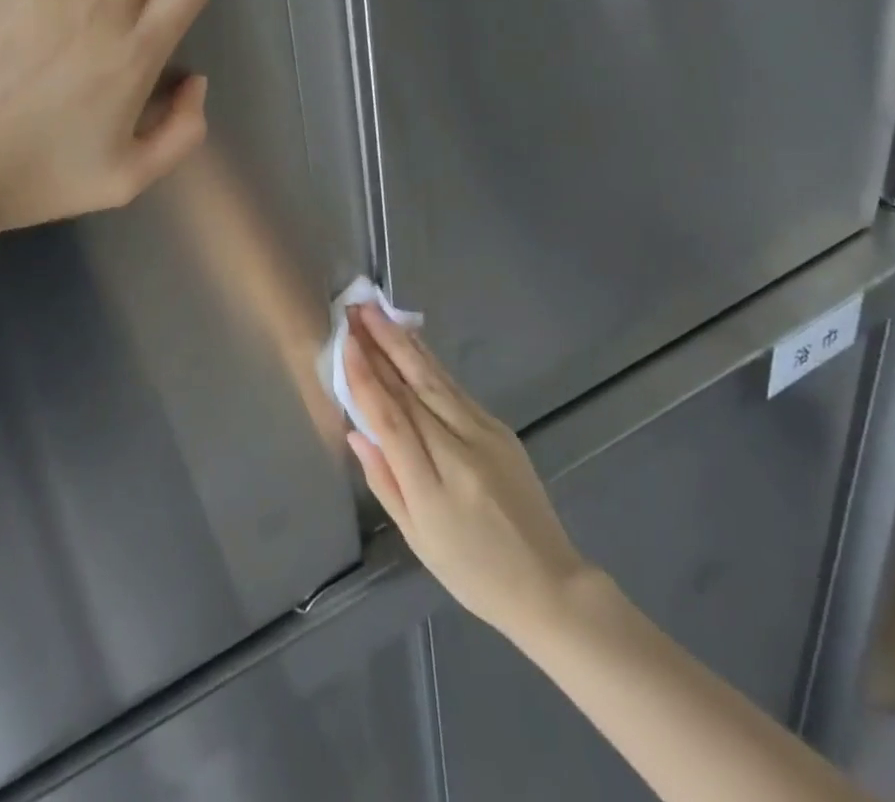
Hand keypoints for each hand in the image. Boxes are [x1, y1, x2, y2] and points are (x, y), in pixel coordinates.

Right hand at [345, 303, 593, 643]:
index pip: (391, 418)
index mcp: (431, 487)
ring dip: (403, 342)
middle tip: (356, 309)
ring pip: (435, 379)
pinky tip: (413, 341)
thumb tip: (356, 431)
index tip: (346, 341)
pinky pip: (455, 388)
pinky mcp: (500, 429)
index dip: (365, 376)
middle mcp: (458, 452)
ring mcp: (485, 436)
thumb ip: (384, 480)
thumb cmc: (472, 572)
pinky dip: (430, 361)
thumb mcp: (417, 538)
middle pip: (412, 388)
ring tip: (378, 312)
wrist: (548, 584)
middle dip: (381, 343)